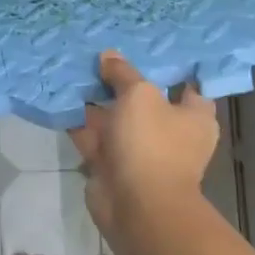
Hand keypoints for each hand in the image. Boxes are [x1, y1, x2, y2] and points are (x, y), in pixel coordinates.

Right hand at [70, 52, 217, 233]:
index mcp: (193, 117)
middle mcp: (170, 133)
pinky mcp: (112, 165)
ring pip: (115, 118)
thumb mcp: (139, 94)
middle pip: (145, 99)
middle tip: (100, 53)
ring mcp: (140, 151)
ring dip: (96, 100)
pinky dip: (79, 122)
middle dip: (122, 81)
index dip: (170, 67)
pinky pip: (94, 136)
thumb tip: (109, 56)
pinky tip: (60, 98)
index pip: (188, 85)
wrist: (137, 207)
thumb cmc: (151, 143)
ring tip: (74, 69)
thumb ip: (123, 73)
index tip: (148, 48)